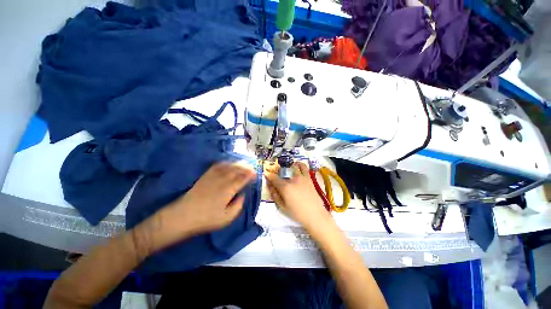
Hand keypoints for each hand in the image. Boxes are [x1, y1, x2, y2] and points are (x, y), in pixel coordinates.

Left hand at [134, 162, 255, 255]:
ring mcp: (212, 177)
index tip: (256, 174)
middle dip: (246, 167)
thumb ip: (238, 205)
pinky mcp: (205, 176)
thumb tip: (242, 195)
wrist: (182, 216)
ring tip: (244, 164)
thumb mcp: (227, 218)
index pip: (242, 179)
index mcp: (228, 190)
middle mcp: (222, 180)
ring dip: (237, 164)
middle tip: (252, 167)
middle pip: (236, 170)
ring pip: (228, 166)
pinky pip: (217, 166)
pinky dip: (226, 163)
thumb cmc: (206, 219)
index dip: (250, 175)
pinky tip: (229, 163)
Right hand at [264, 161, 331, 230]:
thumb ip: (275, 195)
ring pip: (292, 167)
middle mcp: (292, 179)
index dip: (268, 175)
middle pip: (282, 172)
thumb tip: (269, 186)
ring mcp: (301, 177)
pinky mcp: (308, 178)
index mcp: (285, 187)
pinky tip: (297, 164)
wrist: (315, 214)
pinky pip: (304, 167)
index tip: (266, 175)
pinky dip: (299, 164)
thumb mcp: (282, 207)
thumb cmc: (297, 213)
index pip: (273, 178)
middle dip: (277, 172)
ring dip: (288, 168)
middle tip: (277, 177)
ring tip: (287, 171)